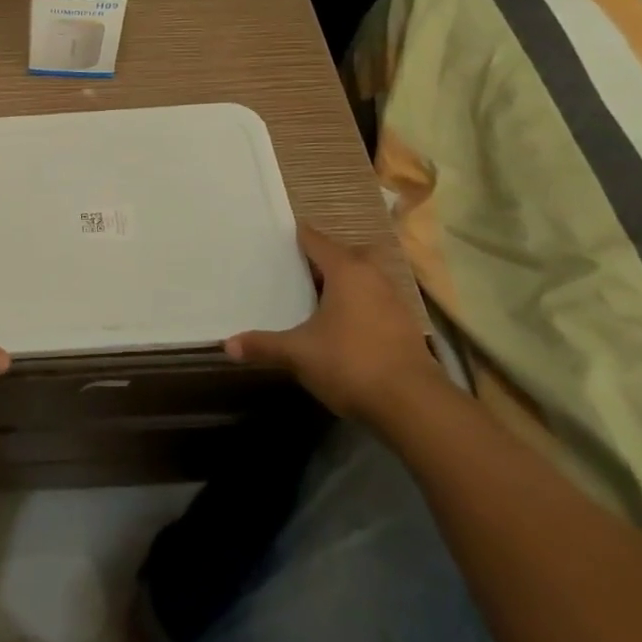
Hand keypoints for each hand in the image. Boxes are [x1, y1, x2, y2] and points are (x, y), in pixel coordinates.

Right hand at [225, 220, 440, 420]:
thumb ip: (263, 345)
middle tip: (298, 269)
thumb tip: (227, 344)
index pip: (316, 240)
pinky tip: (342, 324)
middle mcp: (373, 276)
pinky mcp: (406, 325)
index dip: (296, 236)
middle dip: (325, 257)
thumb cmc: (350, 363)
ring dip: (346, 281)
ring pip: (365, 277)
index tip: (275, 238)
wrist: (414, 405)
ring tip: (317, 296)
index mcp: (346, 271)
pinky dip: (360, 303)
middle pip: (347, 253)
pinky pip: (377, 299)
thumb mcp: (298, 354)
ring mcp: (394, 300)